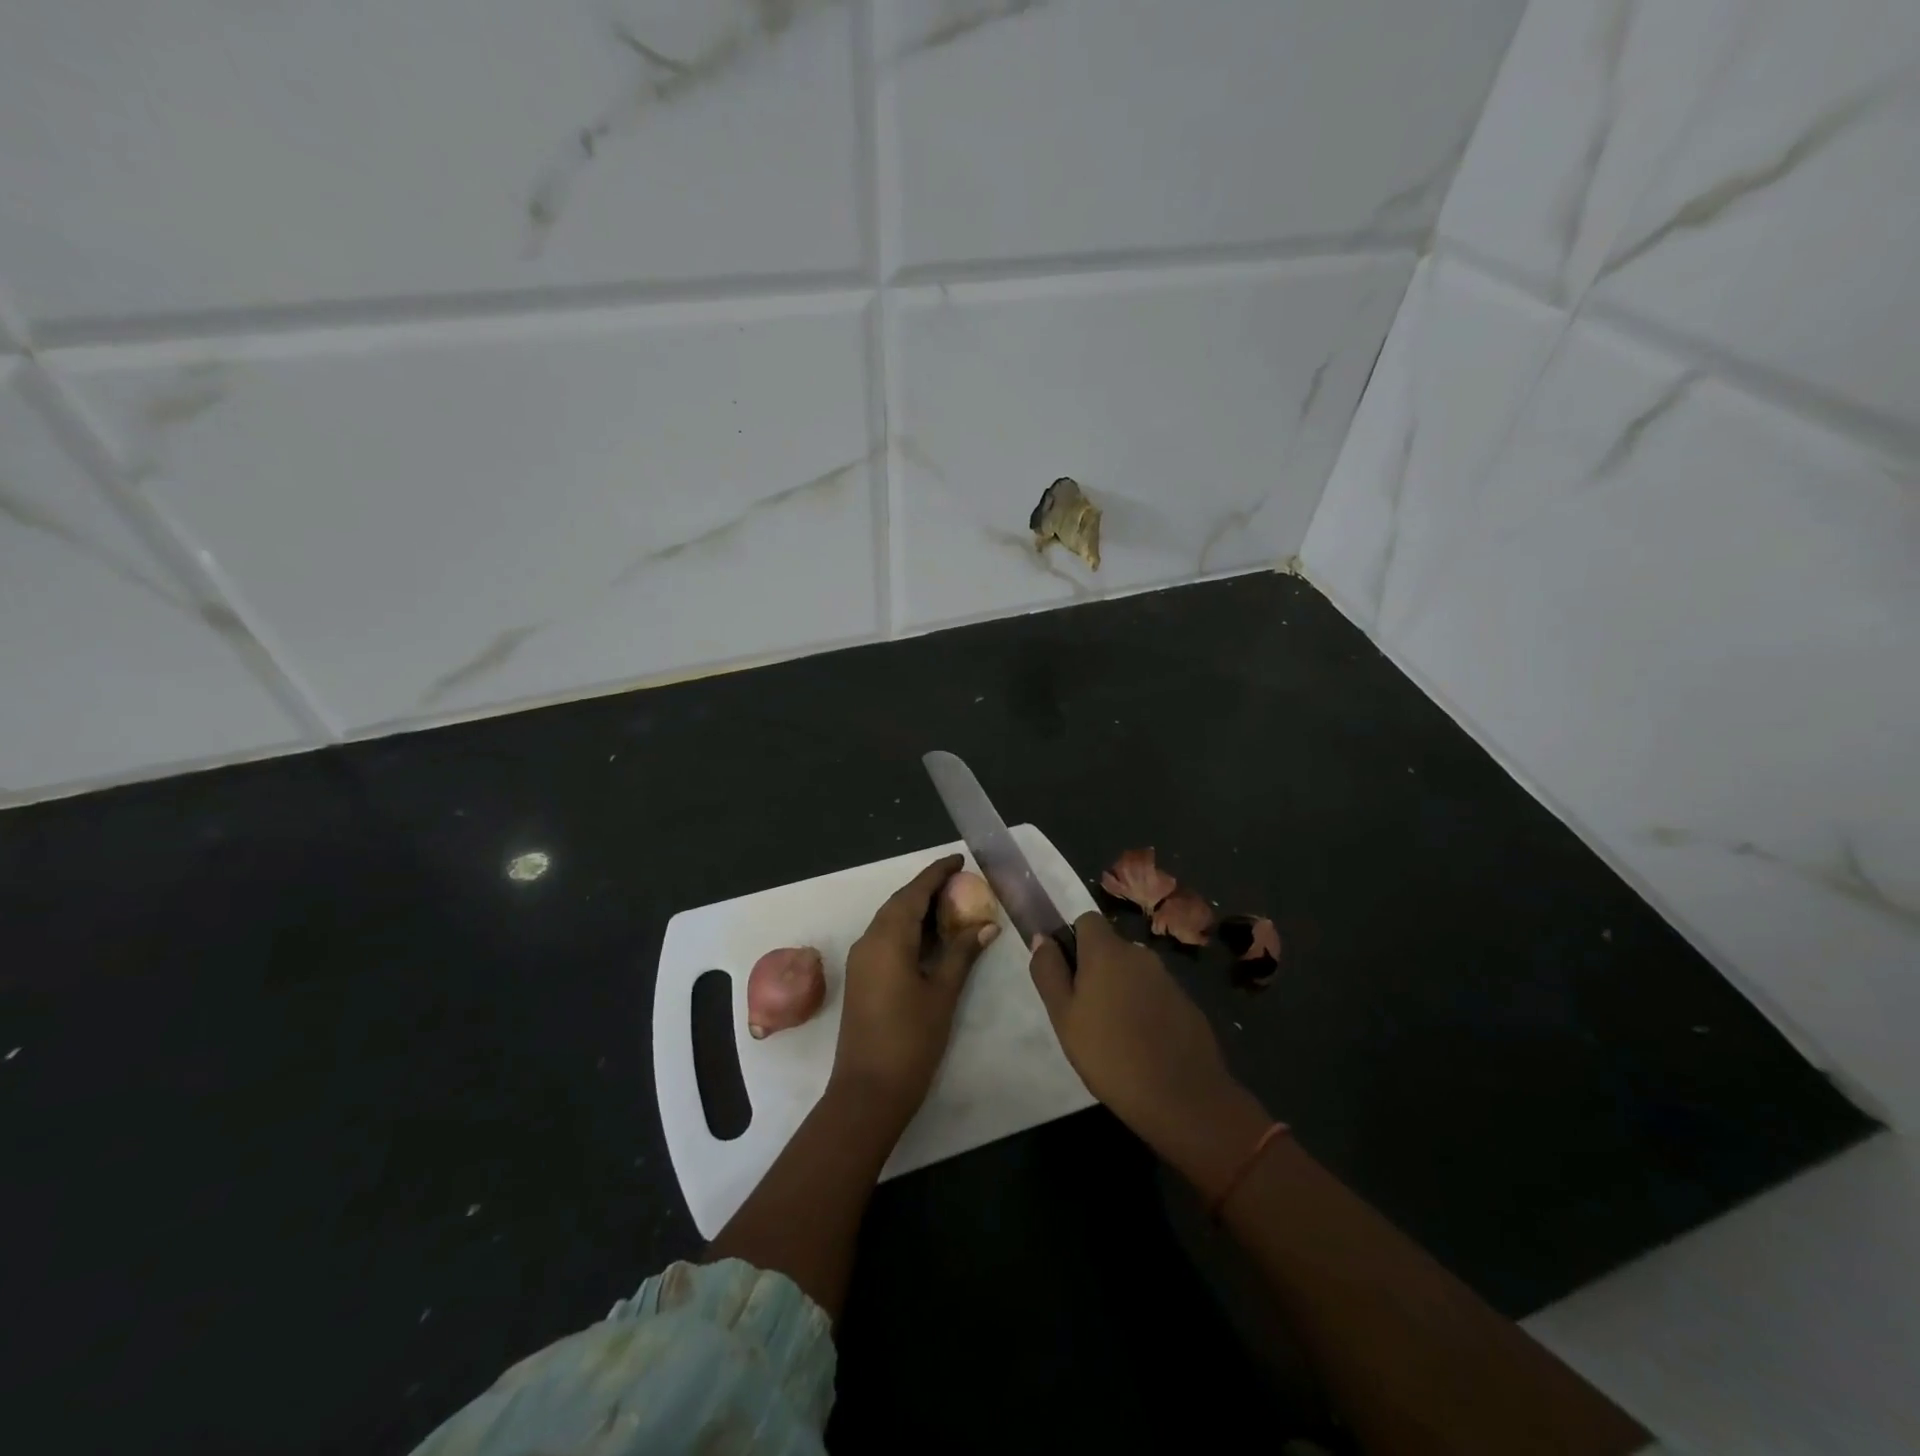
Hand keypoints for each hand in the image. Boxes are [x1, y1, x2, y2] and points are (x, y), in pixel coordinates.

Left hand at [832, 854, 997, 1122]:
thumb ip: (962, 954)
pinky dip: (908, 929)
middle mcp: (869, 941)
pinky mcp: (861, 977)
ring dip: (917, 909)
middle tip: (960, 882)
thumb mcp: (943, 993)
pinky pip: (885, 938)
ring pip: (890, 920)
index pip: (914, 893)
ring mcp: (862, 960)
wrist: (867, 1091)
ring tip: (951, 906)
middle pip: (899, 903)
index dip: (936, 873)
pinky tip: (930, 938)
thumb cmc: (910, 1040)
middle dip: (927, 889)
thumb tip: (986, 925)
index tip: (959, 859)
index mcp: (888, 938)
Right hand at [1029, 912, 1264, 1182]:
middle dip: (1096, 970)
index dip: (1074, 942)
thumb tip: (1042, 938)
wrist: (1182, 1098)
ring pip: (1133, 973)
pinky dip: (1145, 1009)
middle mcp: (1140, 954)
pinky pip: (1155, 994)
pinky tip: (1142, 1045)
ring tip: (1113, 1035)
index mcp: (1107, 951)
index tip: (1068, 977)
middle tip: (1085, 1013)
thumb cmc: (1109, 1055)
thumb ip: (1049, 972)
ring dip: (1121, 990)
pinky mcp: (1187, 1003)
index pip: (1087, 920)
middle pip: (1111, 948)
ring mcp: (1168, 978)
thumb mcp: (1063, 1016)